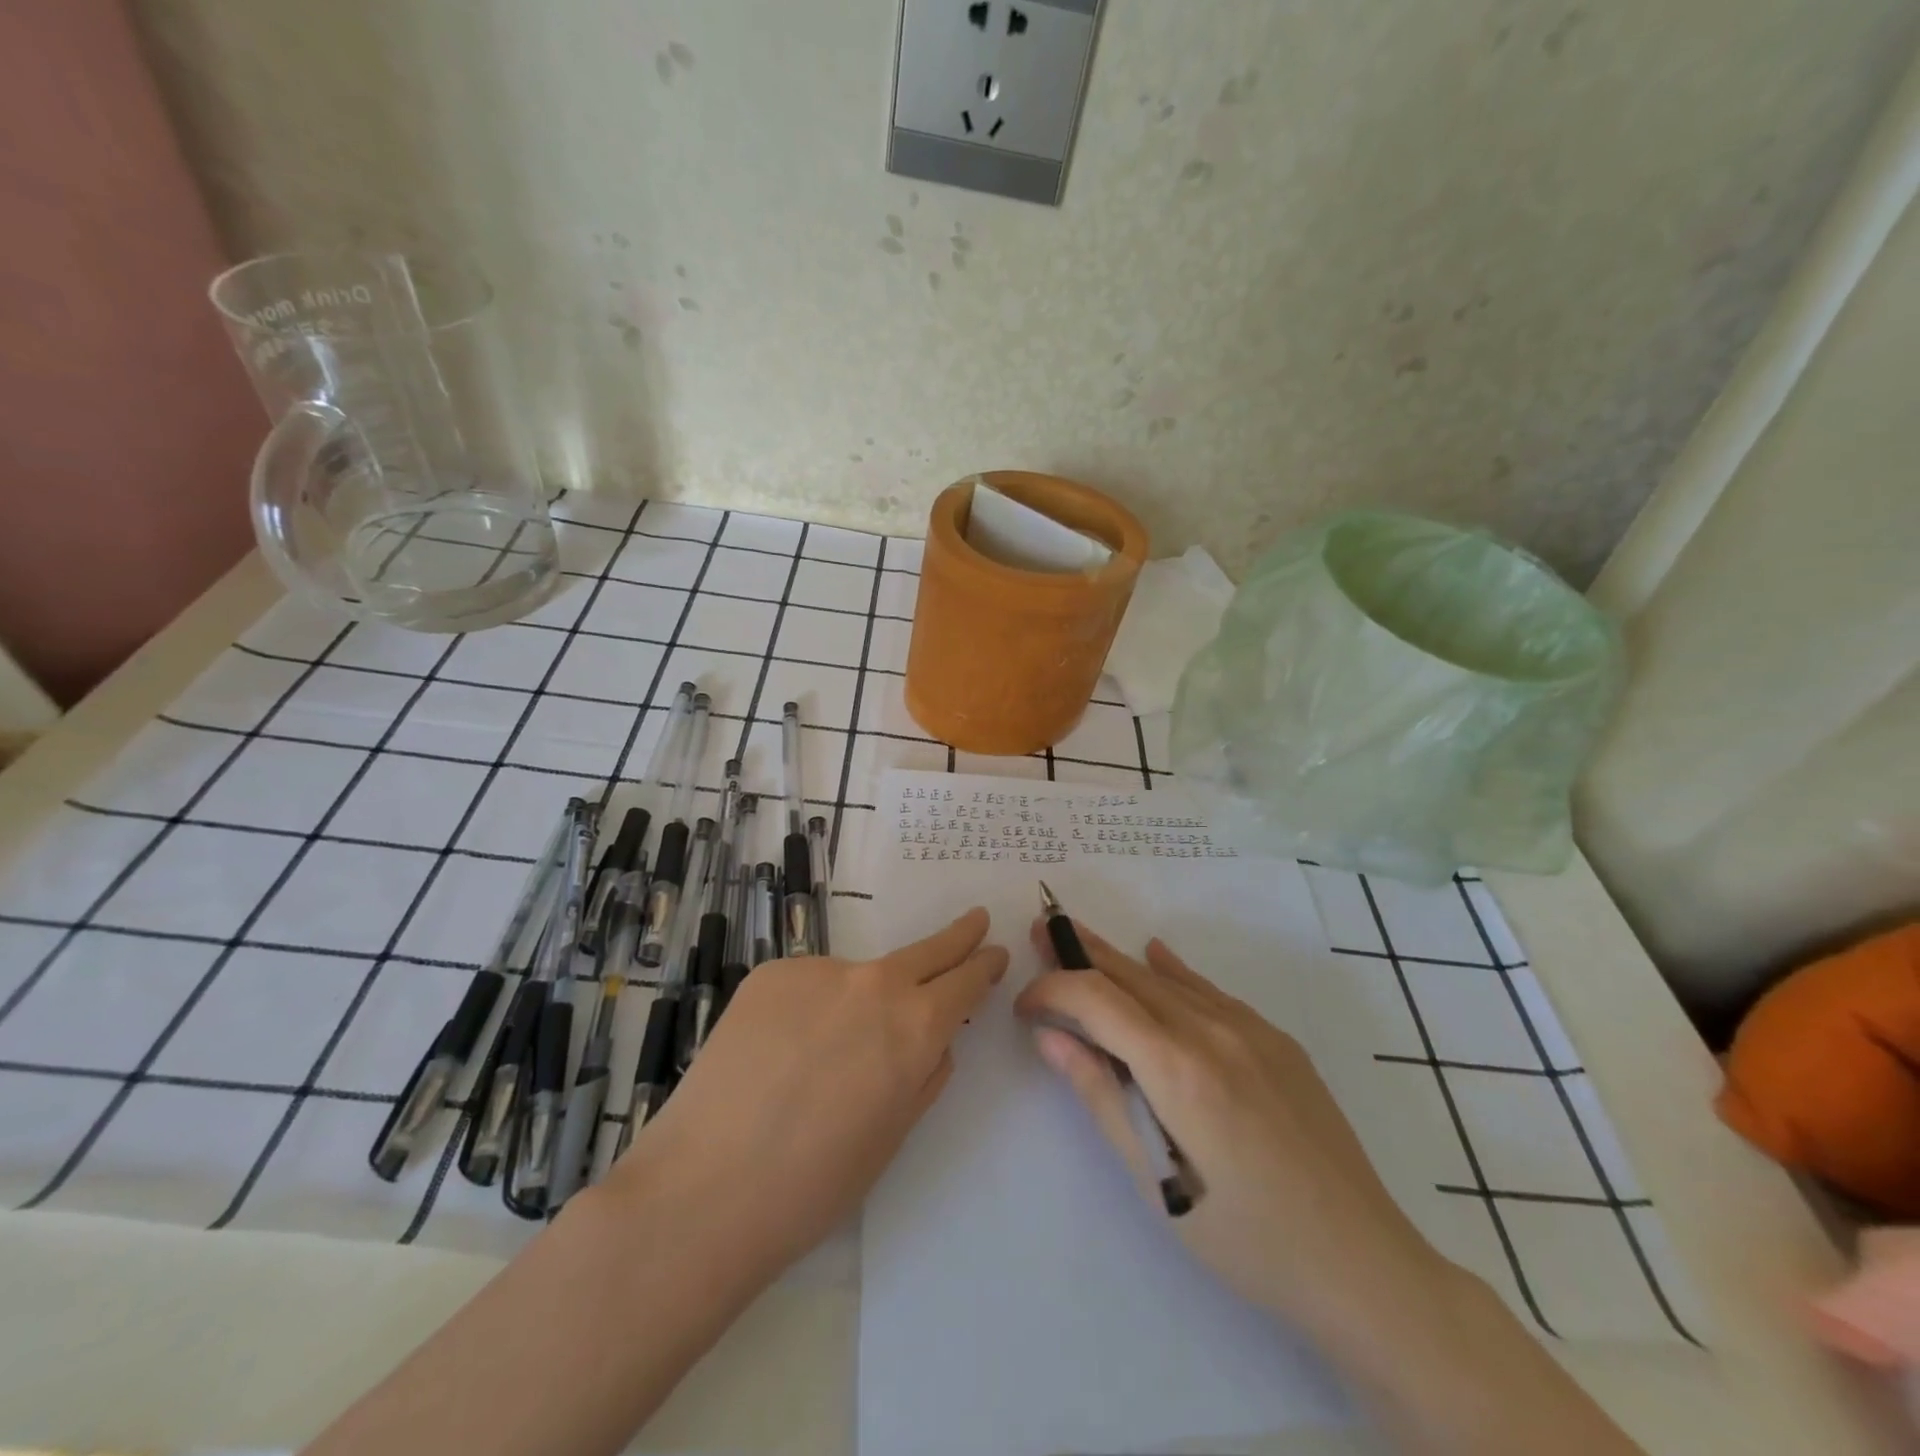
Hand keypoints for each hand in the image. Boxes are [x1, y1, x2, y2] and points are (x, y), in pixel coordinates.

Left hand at [608, 908, 1007, 1285]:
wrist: (706, 1188)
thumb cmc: (814, 1183)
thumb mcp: (892, 1135)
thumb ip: (924, 1075)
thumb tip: (933, 1041)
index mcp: (916, 1028)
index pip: (965, 981)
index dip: (983, 966)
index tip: (993, 953)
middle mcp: (875, 984)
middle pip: (927, 949)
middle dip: (957, 936)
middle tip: (975, 919)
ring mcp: (820, 971)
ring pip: (857, 977)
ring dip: (857, 1001)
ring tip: (818, 1059)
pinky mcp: (772, 972)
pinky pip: (808, 984)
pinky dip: (807, 1008)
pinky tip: (778, 1053)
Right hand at [1014, 919, 1450, 1346]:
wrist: (1363, 1264)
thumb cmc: (1245, 1240)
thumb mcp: (1156, 1181)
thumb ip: (1101, 1096)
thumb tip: (1050, 1036)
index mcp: (1177, 1068)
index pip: (1096, 1000)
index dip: (1052, 990)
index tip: (1023, 1005)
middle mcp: (1212, 1031)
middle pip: (1130, 976)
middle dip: (1079, 955)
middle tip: (1040, 932)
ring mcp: (1251, 1030)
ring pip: (1168, 979)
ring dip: (1119, 959)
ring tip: (1080, 936)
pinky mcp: (1277, 1041)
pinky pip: (1211, 992)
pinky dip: (1174, 972)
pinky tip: (1156, 953)